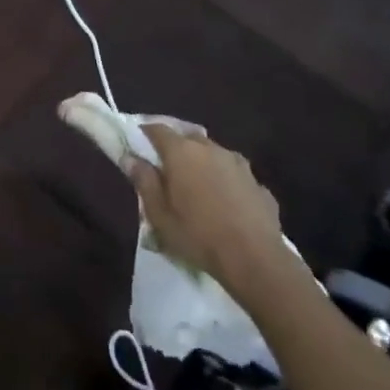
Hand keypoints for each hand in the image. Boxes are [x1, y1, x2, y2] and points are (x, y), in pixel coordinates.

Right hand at [126, 128, 285, 285]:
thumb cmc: (197, 235)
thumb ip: (144, 181)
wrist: (255, 259)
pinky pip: (234, 175)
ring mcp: (240, 164)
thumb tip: (130, 158)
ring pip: (214, 154)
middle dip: (175, 148)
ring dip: (202, 164)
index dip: (144, 134)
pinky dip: (225, 182)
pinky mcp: (259, 184)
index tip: (136, 146)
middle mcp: (212, 149)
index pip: (158, 129)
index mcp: (183, 152)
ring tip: (196, 188)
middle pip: (188, 138)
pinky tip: (224, 205)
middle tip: (165, 170)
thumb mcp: (159, 214)